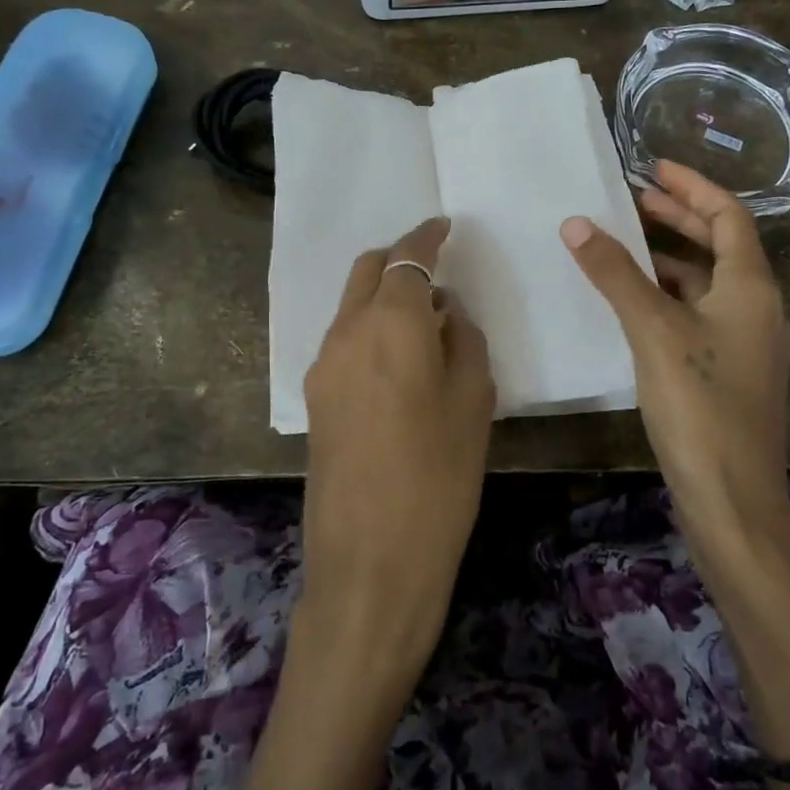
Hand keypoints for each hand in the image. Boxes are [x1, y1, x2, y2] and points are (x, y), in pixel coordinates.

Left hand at [300, 216, 495, 681]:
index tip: (445, 226)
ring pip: (351, 304)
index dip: (427, 236)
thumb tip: (447, 313)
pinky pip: (344, 338)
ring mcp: (323, 365)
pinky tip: (400, 357)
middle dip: (399, 258)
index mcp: (391, 324)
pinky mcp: (315, 397)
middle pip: (367, 270)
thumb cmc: (439, 479)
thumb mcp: (473, 403)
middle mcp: (347, 332)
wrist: (370, 563)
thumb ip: (463, 342)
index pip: (408, 259)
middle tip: (435, 268)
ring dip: (383, 295)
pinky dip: (370, 326)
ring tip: (425, 319)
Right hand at [560, 162, 789, 559]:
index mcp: (751, 286)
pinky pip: (698, 313)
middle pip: (721, 245)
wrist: (731, 499)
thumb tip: (577, 223)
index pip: (728, 215)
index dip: (692, 185)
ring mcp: (745, 341)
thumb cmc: (700, 404)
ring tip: (624, 245)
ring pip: (707, 282)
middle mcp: (757, 307)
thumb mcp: (653, 330)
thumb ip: (616, 274)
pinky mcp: (728, 370)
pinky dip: (668, 296)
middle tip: (635, 198)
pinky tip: (634, 303)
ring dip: (670, 258)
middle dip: (680, 217)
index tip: (652, 166)